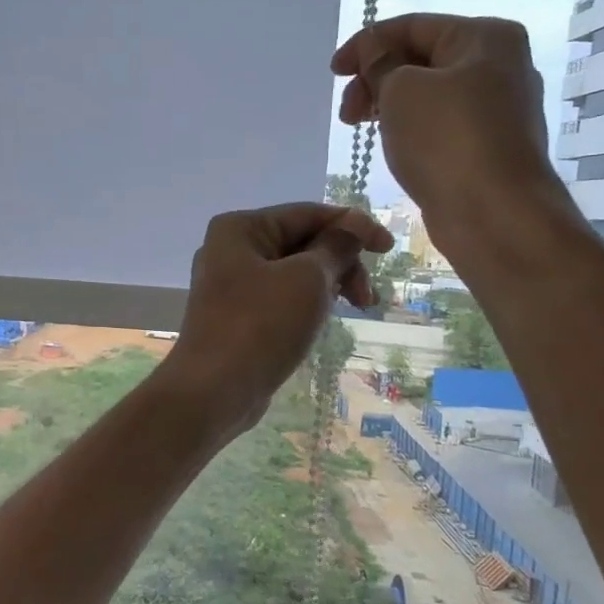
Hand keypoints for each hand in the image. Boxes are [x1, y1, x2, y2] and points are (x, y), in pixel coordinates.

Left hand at [160, 203, 392, 437]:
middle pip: (301, 242)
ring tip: (351, 311)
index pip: (307, 213)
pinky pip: (280, 298)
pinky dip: (306, 304)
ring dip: (327, 285)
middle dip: (341, 263)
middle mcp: (230, 250)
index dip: (353, 226)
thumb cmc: (261, 324)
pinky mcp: (236, 316)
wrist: (214, 389)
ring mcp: (230, 285)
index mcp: (240, 228)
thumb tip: (354, 223)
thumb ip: (336, 246)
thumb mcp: (308, 279)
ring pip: (293, 273)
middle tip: (367, 298)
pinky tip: (320, 322)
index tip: (389, 250)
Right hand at [332, 13, 576, 269]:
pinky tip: (393, 146)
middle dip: (376, 79)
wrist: (495, 213)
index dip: (366, 44)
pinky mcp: (489, 146)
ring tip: (364, 130)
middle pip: (421, 59)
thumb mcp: (401, 89)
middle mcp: (500, 65)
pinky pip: (440, 125)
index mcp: (485, 37)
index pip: (413, 26)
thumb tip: (375, 52)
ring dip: (389, 106)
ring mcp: (498, 108)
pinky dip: (410, 128)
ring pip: (428, 94)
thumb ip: (380, 63)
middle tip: (347, 114)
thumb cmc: (447, 139)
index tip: (333, 73)